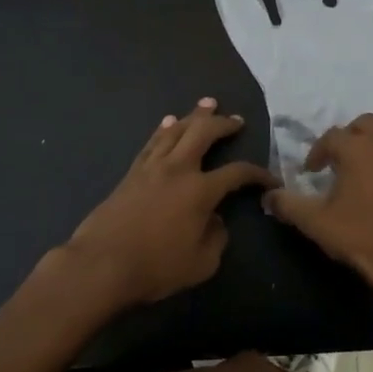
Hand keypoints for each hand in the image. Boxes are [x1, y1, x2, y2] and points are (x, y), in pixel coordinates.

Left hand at [57, 99, 275, 307]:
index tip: (270, 179)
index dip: (258, 173)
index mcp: (200, 191)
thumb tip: (216, 220)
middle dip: (223, 123)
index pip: (237, 173)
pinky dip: (164, 129)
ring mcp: (152, 167)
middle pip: (203, 133)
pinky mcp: (131, 173)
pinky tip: (168, 122)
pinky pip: (152, 142)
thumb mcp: (201, 264)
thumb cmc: (155, 267)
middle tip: (235, 120)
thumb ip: (216, 238)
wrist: (101, 265)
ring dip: (194, 116)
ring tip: (207, 104)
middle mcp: (178, 169)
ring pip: (176, 130)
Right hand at [264, 113, 372, 315]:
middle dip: (352, 136)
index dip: (318, 152)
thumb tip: (268, 195)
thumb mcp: (316, 223)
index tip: (313, 171)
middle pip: (366, 123)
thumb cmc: (362, 237)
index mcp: (357, 148)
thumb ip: (289, 204)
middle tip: (344, 159)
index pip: (331, 137)